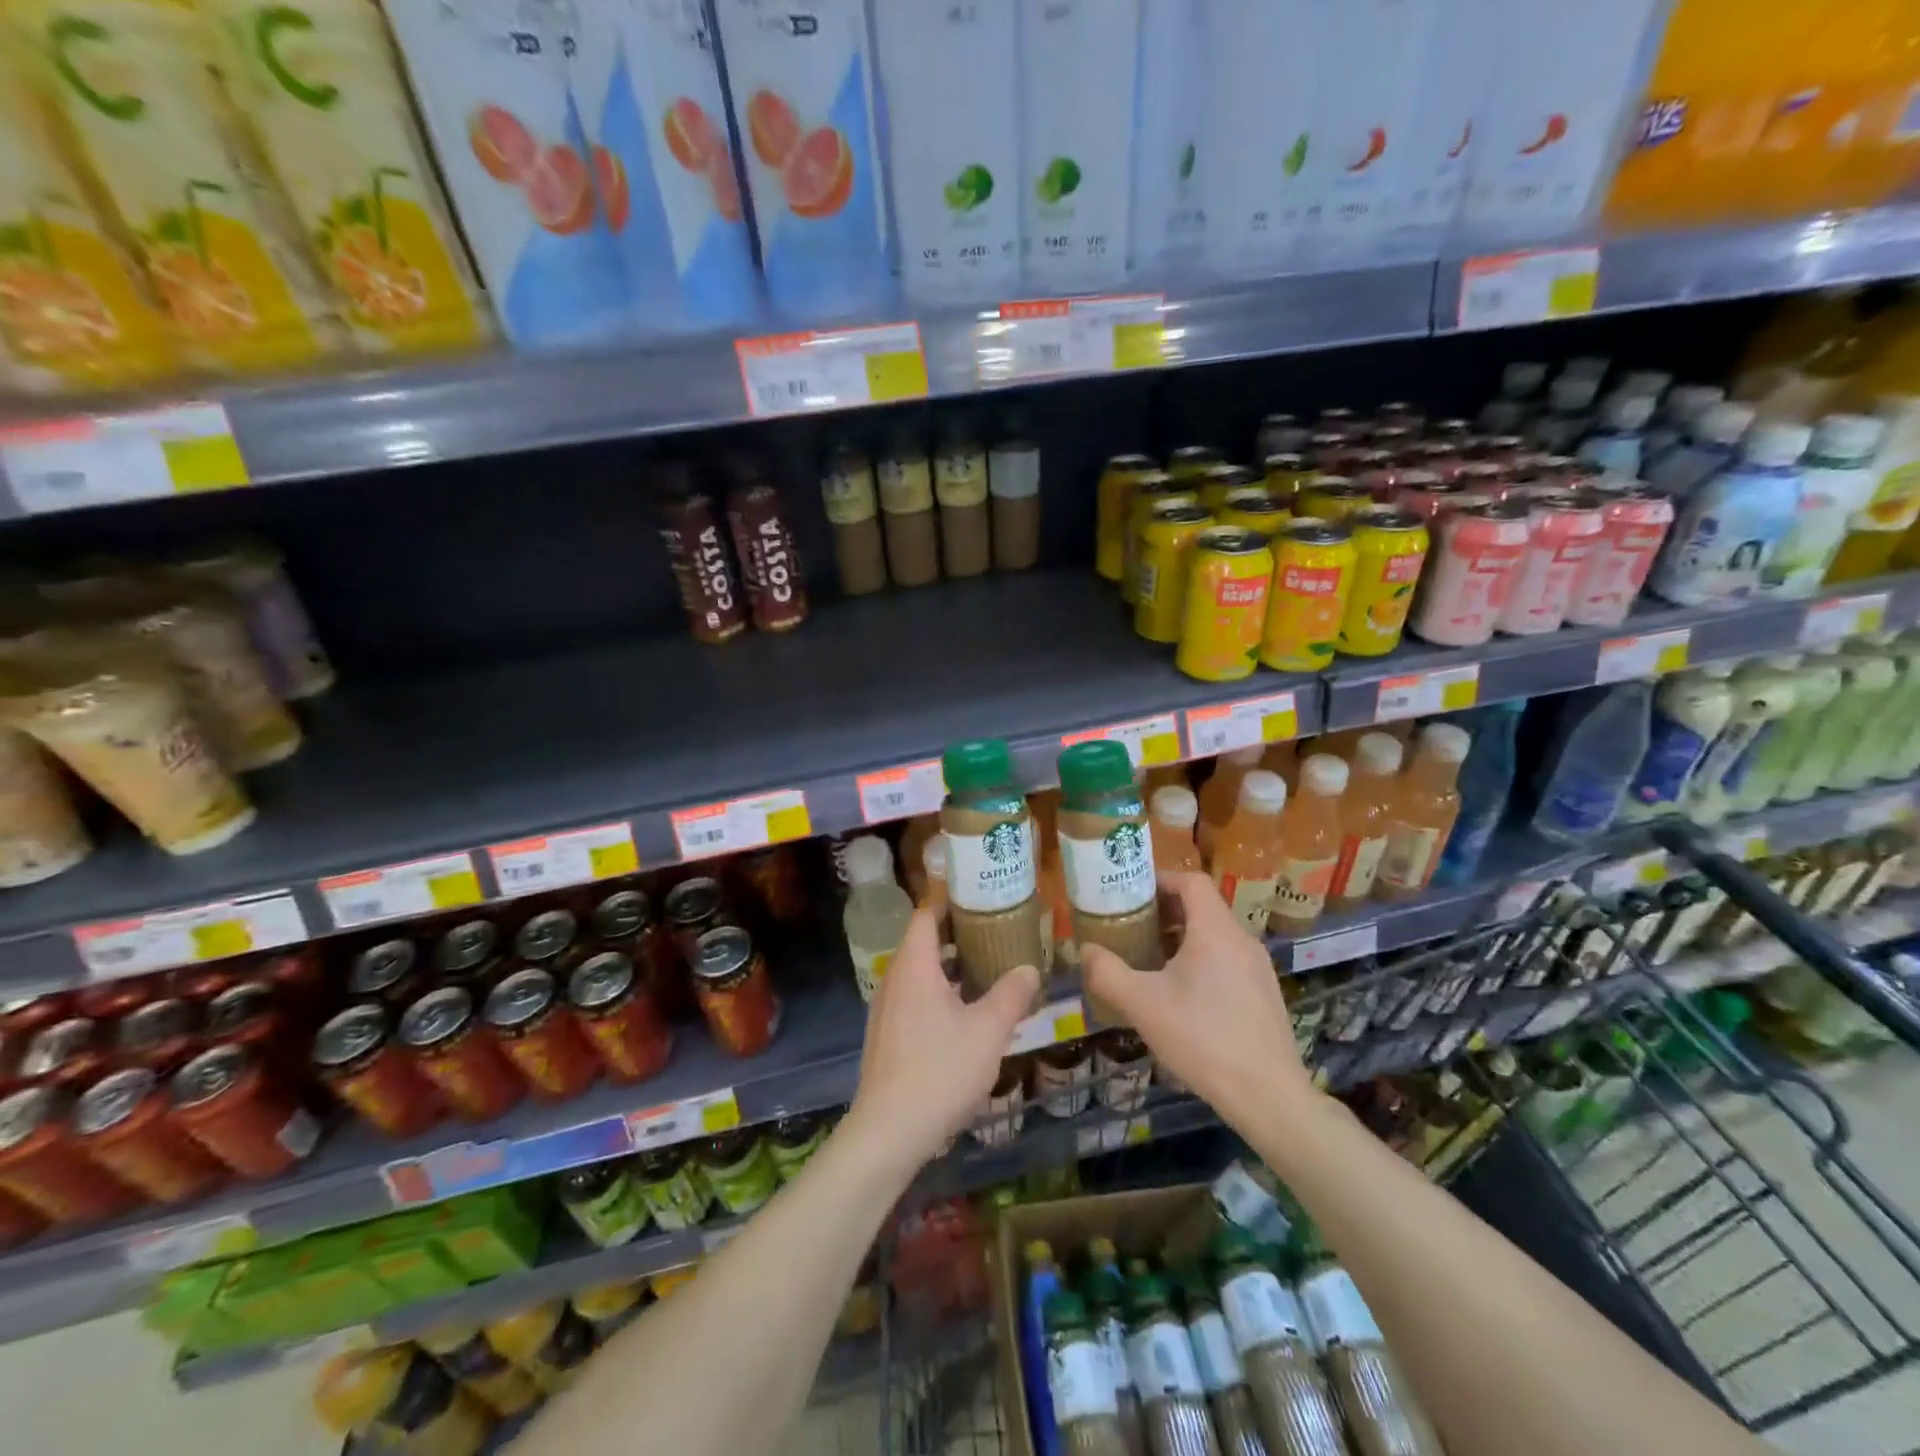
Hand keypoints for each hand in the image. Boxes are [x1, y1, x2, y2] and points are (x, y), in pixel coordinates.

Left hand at [846, 908, 1040, 1170]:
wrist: (889, 1131)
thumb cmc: (940, 1070)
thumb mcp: (988, 1031)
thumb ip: (1011, 995)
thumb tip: (1029, 969)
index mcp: (913, 966)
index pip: (926, 915)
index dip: (950, 903)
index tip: (981, 900)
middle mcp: (894, 979)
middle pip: (923, 943)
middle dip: (957, 937)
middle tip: (995, 935)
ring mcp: (886, 1010)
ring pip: (919, 974)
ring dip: (950, 969)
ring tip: (987, 972)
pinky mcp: (886, 1036)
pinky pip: (914, 999)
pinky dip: (938, 994)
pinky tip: (966, 1016)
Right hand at [1081, 873, 1313, 1129]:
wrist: (1267, 1096)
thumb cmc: (1202, 1038)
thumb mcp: (1142, 1004)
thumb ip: (1107, 972)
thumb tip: (1085, 951)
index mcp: (1215, 930)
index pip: (1191, 881)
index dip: (1160, 880)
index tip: (1131, 894)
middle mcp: (1242, 939)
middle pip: (1202, 907)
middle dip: (1164, 912)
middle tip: (1132, 928)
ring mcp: (1258, 967)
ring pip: (1215, 935)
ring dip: (1182, 938)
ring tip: (1151, 961)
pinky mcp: (1264, 993)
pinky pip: (1228, 959)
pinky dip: (1202, 961)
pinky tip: (1182, 996)